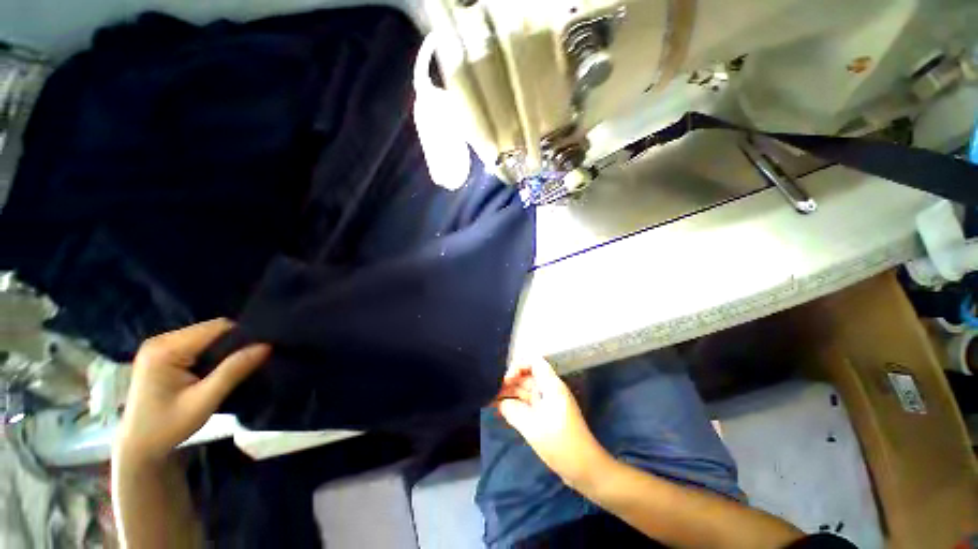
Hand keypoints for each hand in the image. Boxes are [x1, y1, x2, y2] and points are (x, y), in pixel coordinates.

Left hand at [115, 318, 269, 463]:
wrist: (139, 446)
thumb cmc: (168, 427)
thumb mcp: (204, 401)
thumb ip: (233, 371)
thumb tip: (266, 346)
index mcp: (165, 349)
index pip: (216, 328)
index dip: (241, 337)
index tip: (258, 353)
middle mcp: (160, 340)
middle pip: (211, 329)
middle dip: (233, 343)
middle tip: (246, 364)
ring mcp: (159, 345)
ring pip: (207, 335)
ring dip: (223, 349)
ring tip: (232, 368)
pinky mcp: (162, 353)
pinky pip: (198, 343)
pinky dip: (212, 352)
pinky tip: (215, 369)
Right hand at [496, 358, 611, 484]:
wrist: (586, 470)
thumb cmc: (561, 444)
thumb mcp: (533, 427)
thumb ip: (513, 411)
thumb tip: (500, 403)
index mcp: (551, 385)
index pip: (534, 362)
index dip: (518, 366)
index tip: (505, 380)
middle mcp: (550, 390)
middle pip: (528, 376)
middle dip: (510, 381)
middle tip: (491, 391)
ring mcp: (549, 403)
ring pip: (527, 391)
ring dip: (511, 393)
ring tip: (491, 399)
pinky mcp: (547, 416)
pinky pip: (529, 404)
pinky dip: (516, 405)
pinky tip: (502, 411)